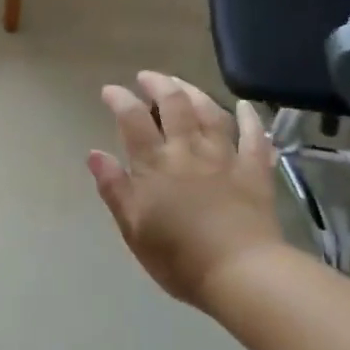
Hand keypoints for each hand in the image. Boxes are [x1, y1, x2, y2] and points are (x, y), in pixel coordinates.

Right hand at [88, 72, 285, 311]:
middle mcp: (188, 150)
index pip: (133, 120)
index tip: (110, 91)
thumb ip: (114, 188)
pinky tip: (244, 106)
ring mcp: (225, 157)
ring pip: (210, 113)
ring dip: (195, 93)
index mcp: (155, 164)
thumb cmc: (177, 257)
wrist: (239, 272)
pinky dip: (250, 119)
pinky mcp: (255, 171)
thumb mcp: (133, 228)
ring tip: (183, 84)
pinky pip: (254, 137)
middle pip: (174, 105)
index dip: (120, 100)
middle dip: (158, 85)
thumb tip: (94, 154)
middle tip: (147, 77)